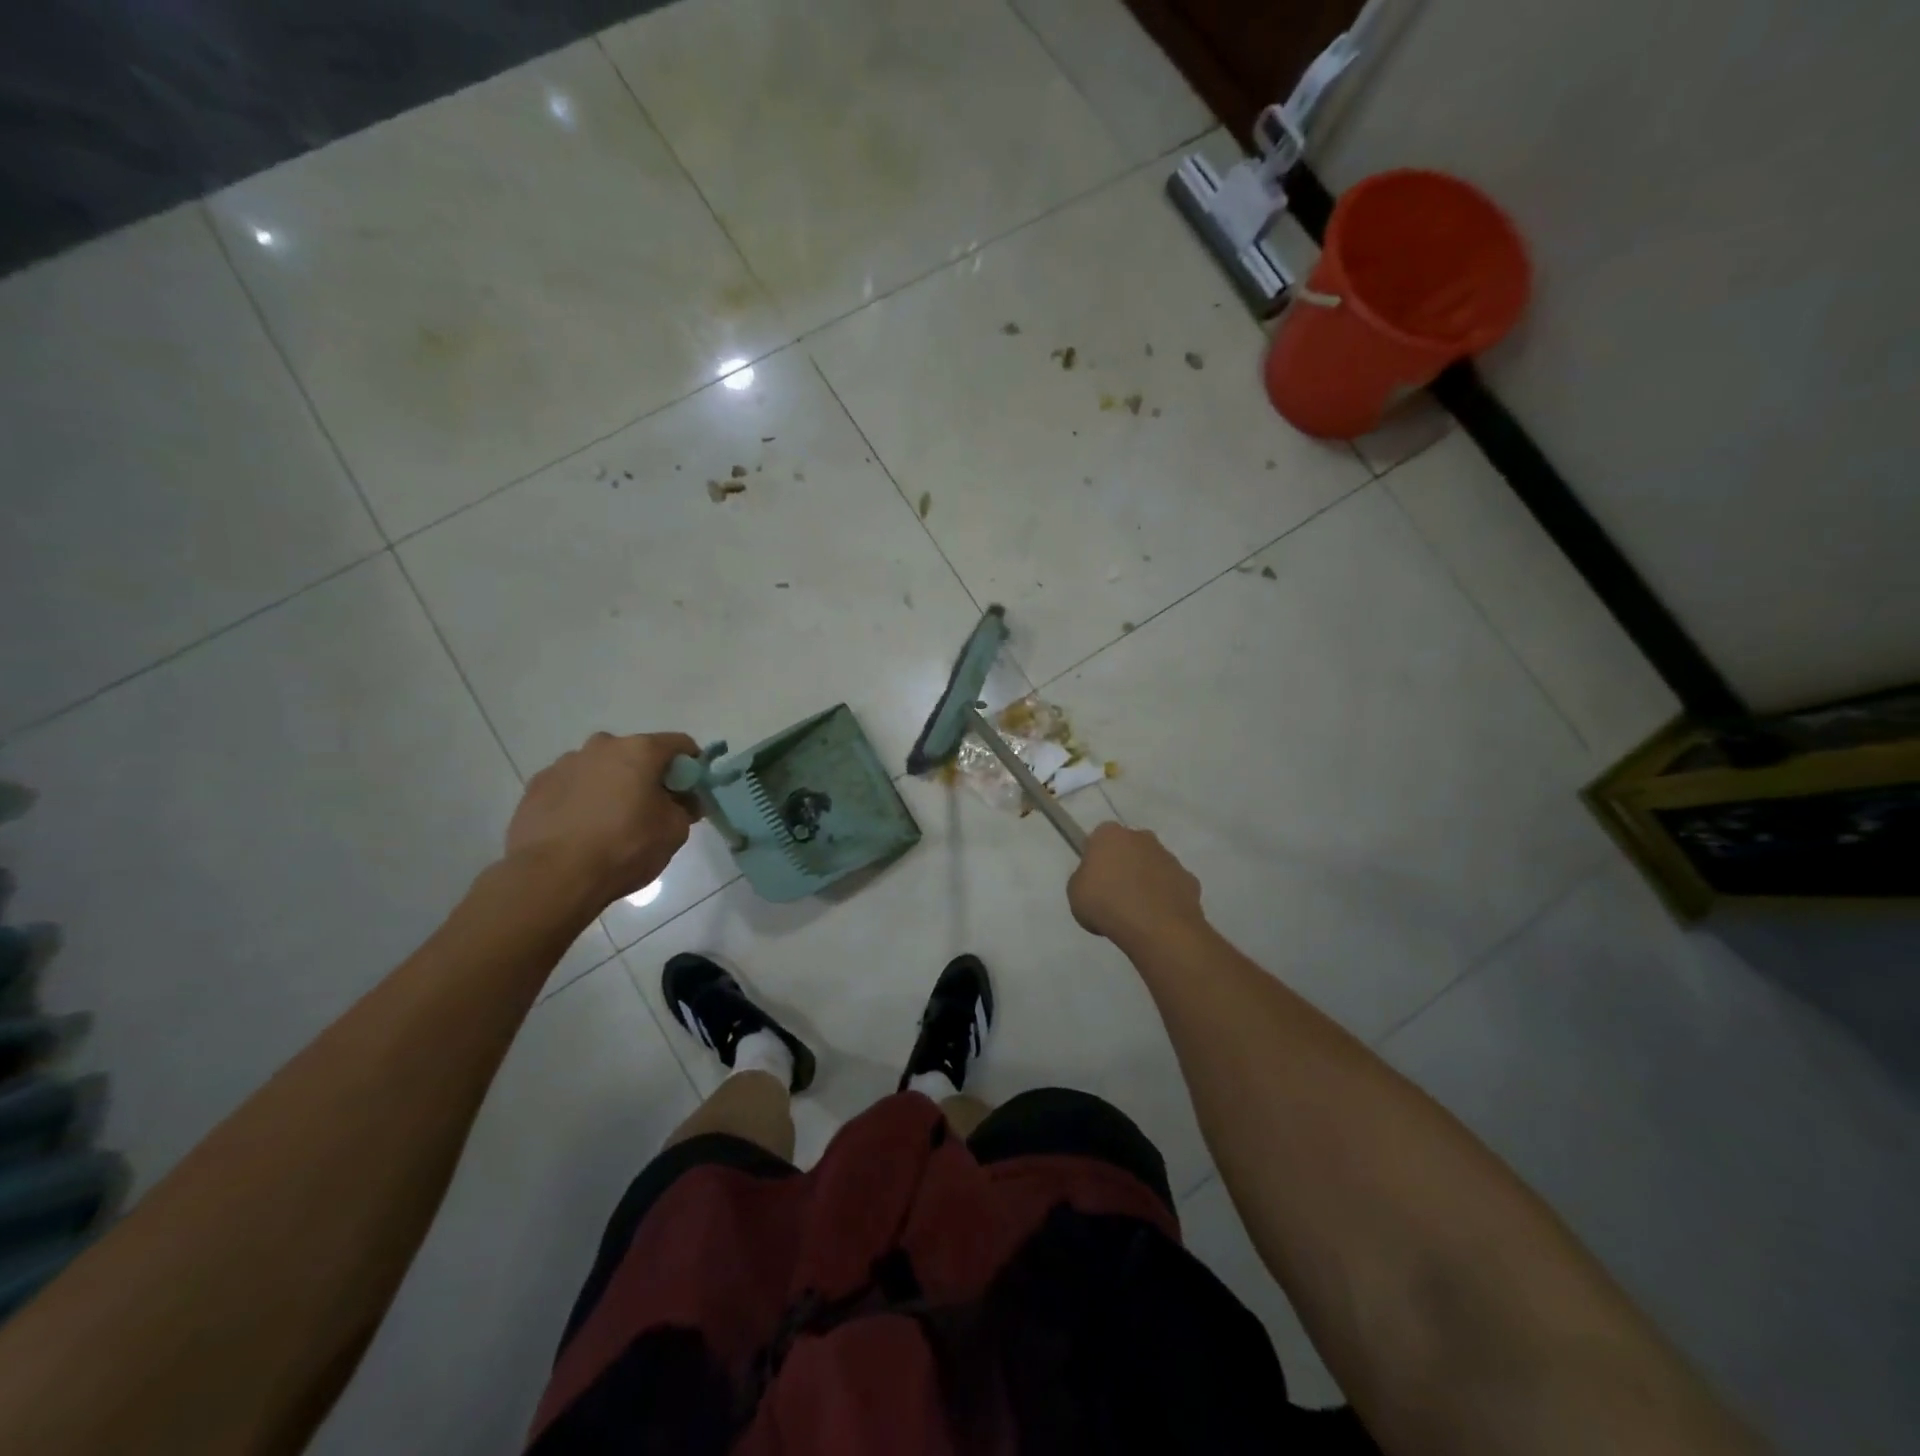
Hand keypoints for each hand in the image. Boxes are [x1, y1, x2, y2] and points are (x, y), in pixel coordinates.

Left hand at [506, 732, 700, 907]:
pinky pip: (571, 786)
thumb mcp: (674, 831)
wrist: (552, 877)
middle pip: (636, 753)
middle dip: (648, 775)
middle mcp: (601, 746)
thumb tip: (685, 801)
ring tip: (611, 822)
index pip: (679, 744)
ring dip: (612, 785)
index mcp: (639, 750)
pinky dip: (582, 799)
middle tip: (652, 808)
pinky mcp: (536, 786)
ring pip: (600, 768)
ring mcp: (564, 764)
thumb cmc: (624, 848)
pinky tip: (581, 830)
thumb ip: (685, 808)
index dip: (692, 765)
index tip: (691, 790)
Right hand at [1067, 822, 1203, 945]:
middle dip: (1124, 865)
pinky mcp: (1189, 879)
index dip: (1095, 859)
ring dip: (1146, 881)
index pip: (1098, 839)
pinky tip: (1157, 919)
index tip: (1093, 880)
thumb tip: (1096, 880)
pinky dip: (1165, 898)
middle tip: (1114, 894)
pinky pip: (1171, 886)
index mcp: (1110, 834)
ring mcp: (1169, 857)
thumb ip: (1085, 879)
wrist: (1156, 928)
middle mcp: (1142, 837)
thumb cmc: (1106, 904)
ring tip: (1136, 912)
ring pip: (1153, 865)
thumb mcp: (1075, 893)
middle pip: (1129, 848)